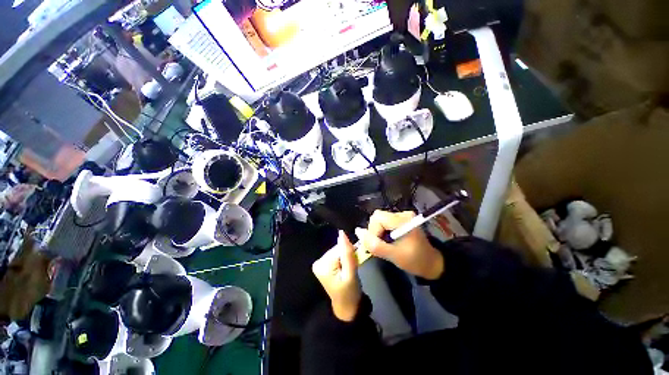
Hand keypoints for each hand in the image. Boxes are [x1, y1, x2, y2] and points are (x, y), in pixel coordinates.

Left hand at [312, 231, 361, 321]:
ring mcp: (320, 263)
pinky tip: (345, 268)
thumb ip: (347, 253)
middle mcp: (318, 262)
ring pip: (338, 251)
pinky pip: (336, 254)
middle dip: (347, 255)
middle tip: (352, 267)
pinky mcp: (323, 264)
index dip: (349, 253)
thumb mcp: (351, 273)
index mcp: (322, 265)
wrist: (346, 307)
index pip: (339, 248)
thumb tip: (342, 232)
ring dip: (346, 257)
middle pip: (337, 249)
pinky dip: (343, 259)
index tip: (355, 262)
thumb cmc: (350, 293)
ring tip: (349, 269)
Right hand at [355, 210, 443, 279]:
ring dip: (378, 232)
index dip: (372, 231)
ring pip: (379, 219)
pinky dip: (382, 231)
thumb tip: (357, 232)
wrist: (432, 263)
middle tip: (380, 245)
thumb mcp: (394, 255)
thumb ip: (374, 245)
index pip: (377, 218)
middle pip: (377, 216)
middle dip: (374, 231)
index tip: (377, 246)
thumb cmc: (415, 260)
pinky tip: (388, 240)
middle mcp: (402, 214)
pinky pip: (384, 222)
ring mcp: (402, 216)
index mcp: (403, 220)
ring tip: (385, 244)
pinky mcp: (401, 220)